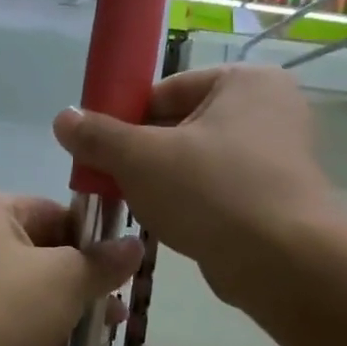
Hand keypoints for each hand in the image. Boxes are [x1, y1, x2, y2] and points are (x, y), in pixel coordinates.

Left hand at [0, 195, 142, 345]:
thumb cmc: (4, 307)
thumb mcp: (66, 279)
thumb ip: (104, 262)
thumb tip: (135, 245)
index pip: (55, 211)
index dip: (93, 238)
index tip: (121, 267)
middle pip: (45, 246)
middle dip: (84, 275)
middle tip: (119, 301)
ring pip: (31, 280)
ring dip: (68, 300)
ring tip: (109, 325)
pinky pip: (13, 306)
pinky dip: (41, 318)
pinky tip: (73, 338)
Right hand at [51, 65, 346, 302]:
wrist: (284, 263)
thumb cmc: (212, 192)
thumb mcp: (140, 158)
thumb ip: (98, 135)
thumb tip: (63, 118)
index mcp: (245, 81)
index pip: (166, 91)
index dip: (125, 118)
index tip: (99, 149)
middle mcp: (269, 110)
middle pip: (181, 126)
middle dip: (141, 154)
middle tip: (109, 180)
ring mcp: (279, 156)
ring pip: (197, 162)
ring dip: (162, 182)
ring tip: (135, 205)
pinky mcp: (276, 198)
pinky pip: (218, 191)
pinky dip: (190, 203)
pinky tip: (169, 225)